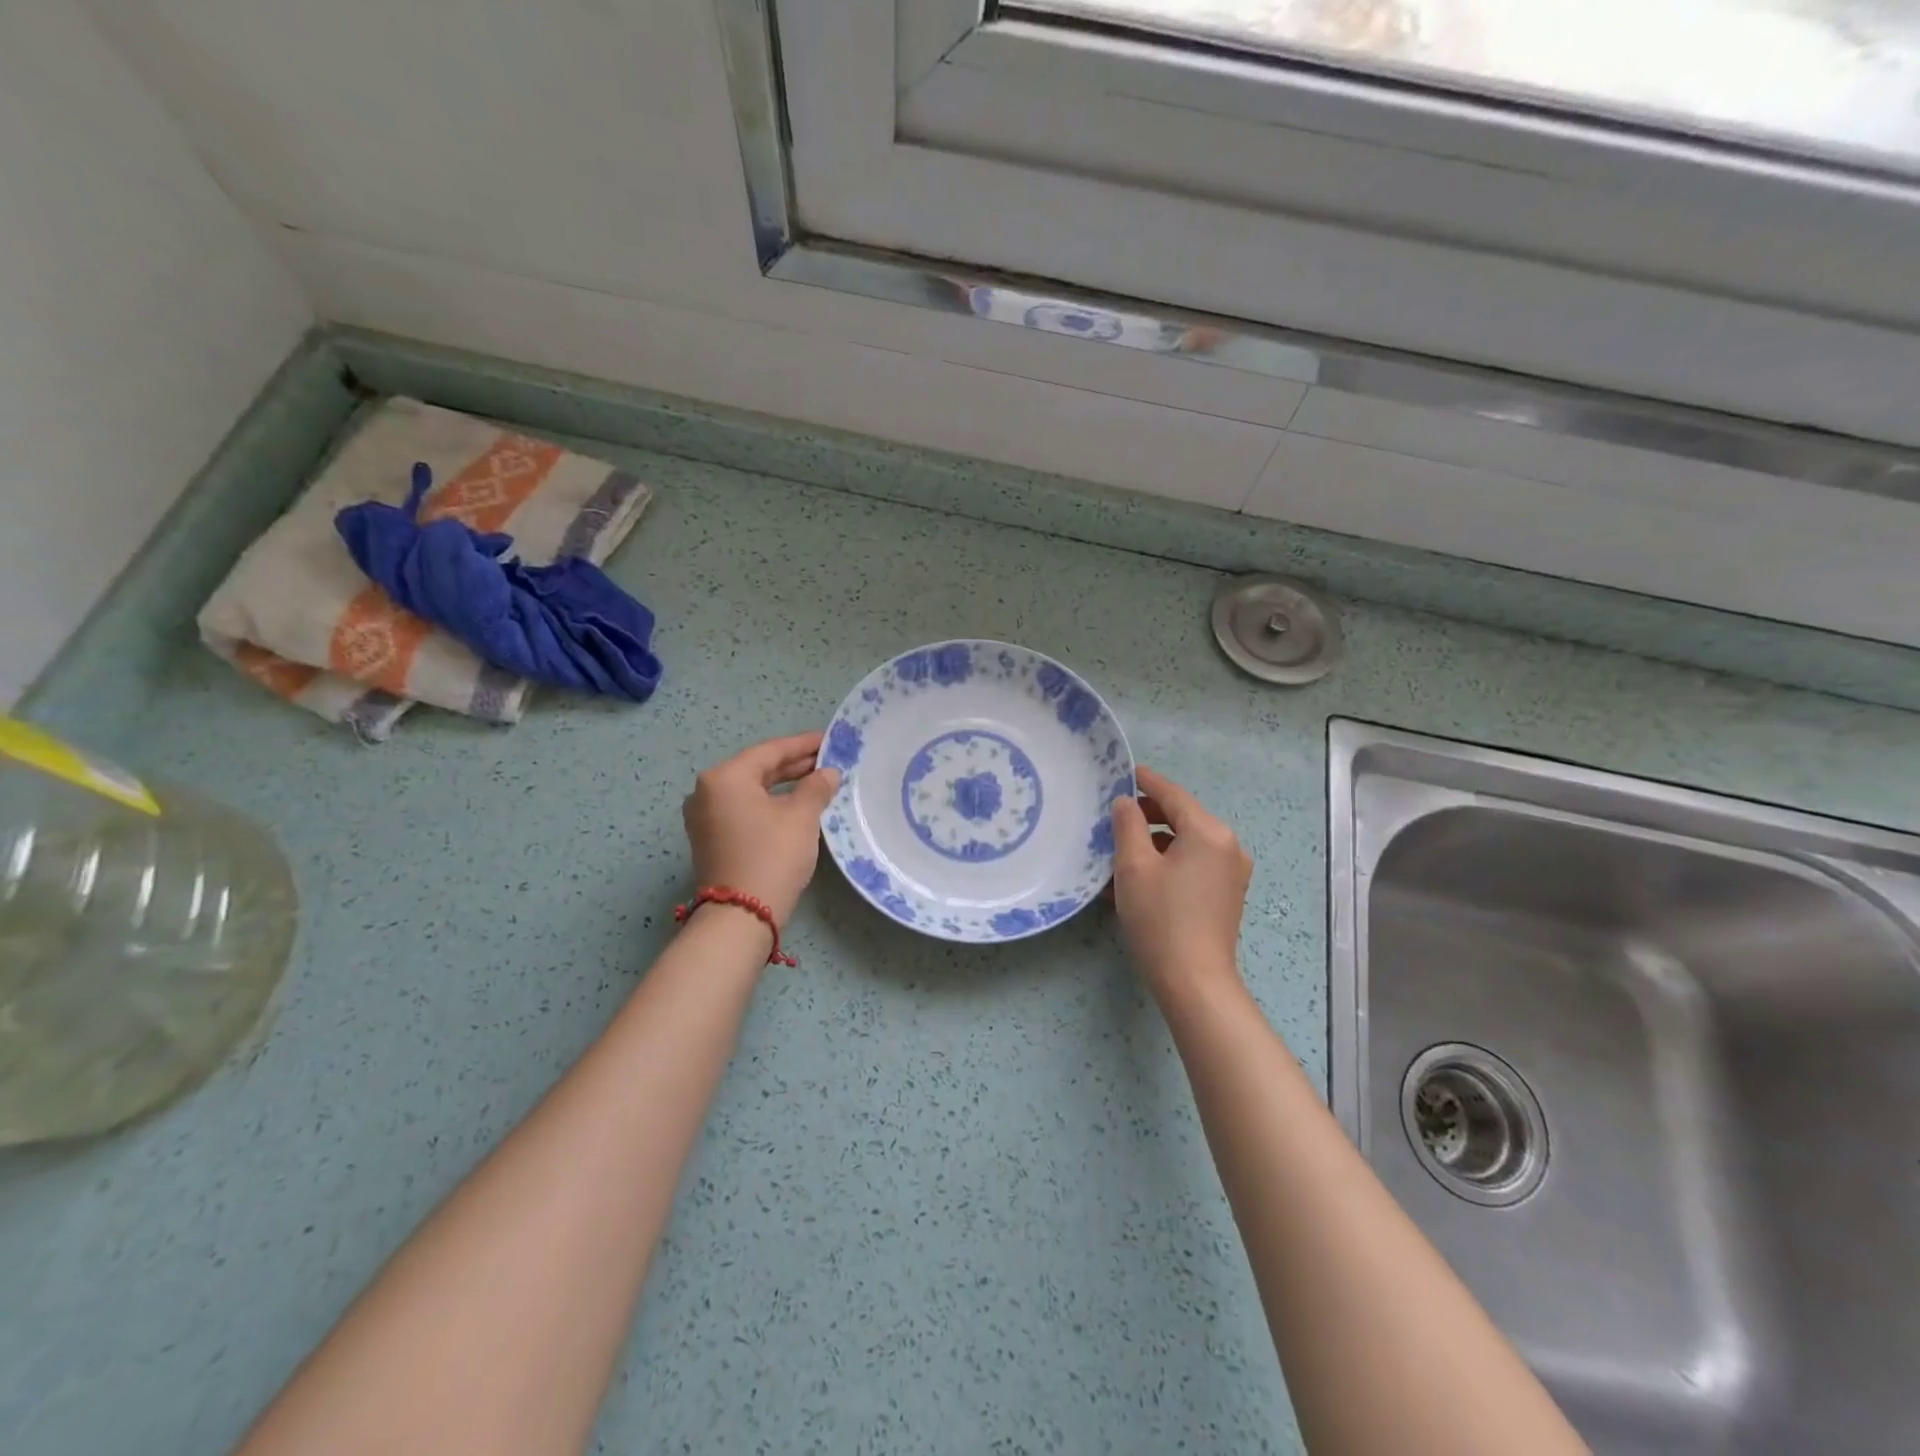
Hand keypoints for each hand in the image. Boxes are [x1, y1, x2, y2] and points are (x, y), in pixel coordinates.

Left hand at [682, 732, 840, 926]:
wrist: (741, 916)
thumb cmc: (772, 856)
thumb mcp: (801, 817)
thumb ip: (816, 788)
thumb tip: (827, 773)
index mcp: (724, 778)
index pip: (770, 751)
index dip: (803, 744)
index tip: (829, 739)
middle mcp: (707, 791)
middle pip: (758, 769)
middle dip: (794, 765)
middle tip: (828, 760)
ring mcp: (705, 817)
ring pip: (751, 791)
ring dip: (783, 786)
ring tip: (818, 782)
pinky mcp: (711, 839)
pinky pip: (744, 810)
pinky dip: (770, 804)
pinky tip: (796, 806)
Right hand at [1111, 766, 1252, 996]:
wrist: (1194, 981)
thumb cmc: (1160, 918)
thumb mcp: (1133, 866)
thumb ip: (1128, 825)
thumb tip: (1127, 803)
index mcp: (1209, 832)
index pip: (1172, 795)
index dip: (1146, 782)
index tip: (1125, 773)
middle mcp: (1228, 846)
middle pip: (1183, 817)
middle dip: (1148, 815)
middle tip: (1114, 819)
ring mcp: (1232, 872)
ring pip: (1188, 842)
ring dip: (1156, 842)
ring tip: (1121, 853)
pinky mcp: (1228, 894)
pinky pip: (1195, 864)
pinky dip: (1170, 862)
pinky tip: (1142, 877)